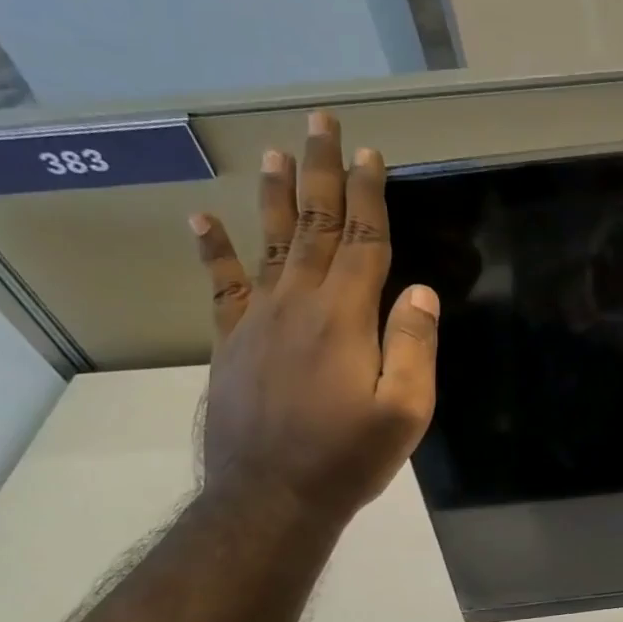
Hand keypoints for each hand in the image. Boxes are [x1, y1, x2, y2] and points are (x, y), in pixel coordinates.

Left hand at [190, 111, 437, 530]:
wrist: (270, 498)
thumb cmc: (348, 457)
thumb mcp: (405, 410)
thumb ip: (412, 346)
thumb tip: (418, 290)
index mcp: (346, 317)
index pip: (363, 241)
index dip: (369, 196)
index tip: (371, 155)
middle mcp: (299, 304)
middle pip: (315, 226)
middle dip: (321, 172)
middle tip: (320, 123)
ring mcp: (258, 320)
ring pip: (270, 243)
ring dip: (275, 195)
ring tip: (275, 151)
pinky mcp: (231, 342)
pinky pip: (222, 285)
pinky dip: (213, 249)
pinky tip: (203, 218)